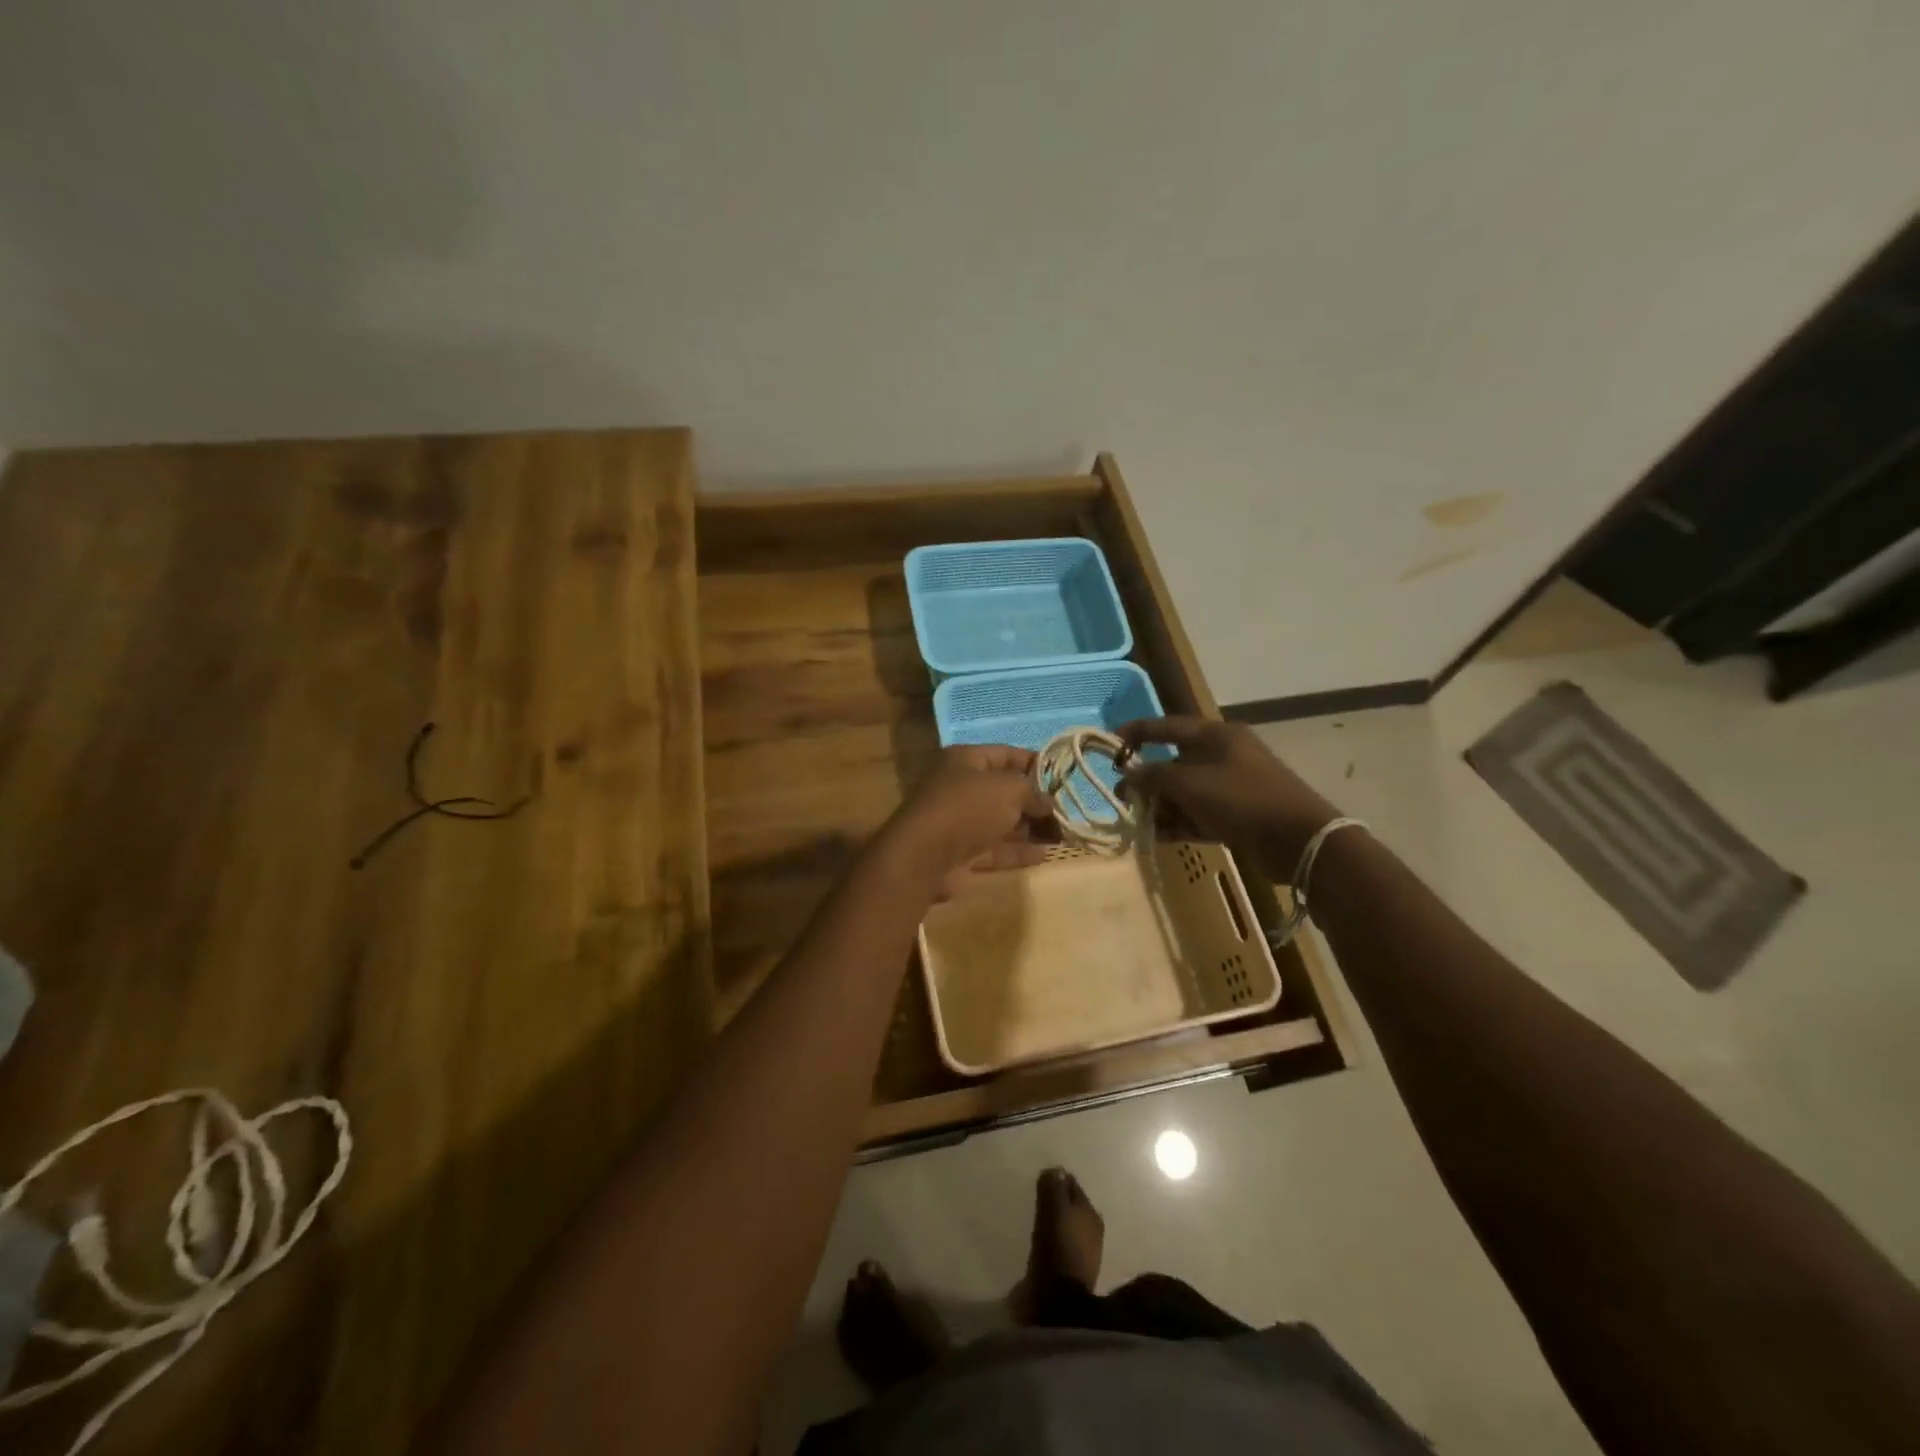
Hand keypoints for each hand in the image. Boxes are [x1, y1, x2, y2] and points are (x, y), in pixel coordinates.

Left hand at [878, 746, 1056, 897]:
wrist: (924, 856)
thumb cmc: (968, 807)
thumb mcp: (1009, 789)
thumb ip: (1033, 793)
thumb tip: (1048, 804)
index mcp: (965, 761)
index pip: (1006, 754)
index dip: (1035, 763)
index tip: (1063, 777)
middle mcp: (960, 788)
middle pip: (1004, 791)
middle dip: (1035, 802)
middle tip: (1067, 813)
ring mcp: (959, 823)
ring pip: (1000, 822)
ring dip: (1030, 829)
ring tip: (1063, 836)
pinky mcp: (960, 854)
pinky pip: (995, 850)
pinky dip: (1018, 852)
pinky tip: (1045, 855)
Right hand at [1118, 716, 1339, 882]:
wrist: (1299, 842)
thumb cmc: (1243, 799)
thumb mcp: (1191, 783)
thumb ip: (1155, 776)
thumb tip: (1129, 774)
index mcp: (1217, 737)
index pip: (1169, 727)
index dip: (1138, 732)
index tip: (1109, 742)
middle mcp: (1224, 757)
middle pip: (1175, 763)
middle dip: (1147, 780)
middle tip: (1121, 795)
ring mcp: (1231, 788)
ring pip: (1185, 793)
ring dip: (1161, 805)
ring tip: (1138, 821)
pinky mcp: (1236, 817)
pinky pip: (1198, 815)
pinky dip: (1178, 823)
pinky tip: (1158, 835)